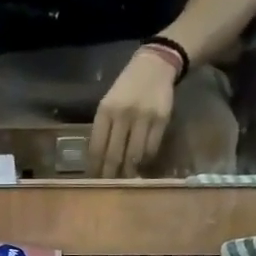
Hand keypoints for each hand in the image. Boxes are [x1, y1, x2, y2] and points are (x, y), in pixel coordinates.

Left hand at [88, 47, 177, 177]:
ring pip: (134, 155)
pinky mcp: (161, 120)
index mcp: (105, 111)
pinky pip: (151, 149)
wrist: (154, 65)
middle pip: (114, 155)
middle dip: (110, 175)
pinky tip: (141, 165)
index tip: (94, 181)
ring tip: (125, 181)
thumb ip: (103, 129)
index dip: (95, 168)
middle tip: (108, 189)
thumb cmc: (127, 88)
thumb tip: (99, 161)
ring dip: (129, 172)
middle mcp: (123, 115)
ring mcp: (143, 117)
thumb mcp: (108, 103)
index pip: (97, 148)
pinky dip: (145, 161)